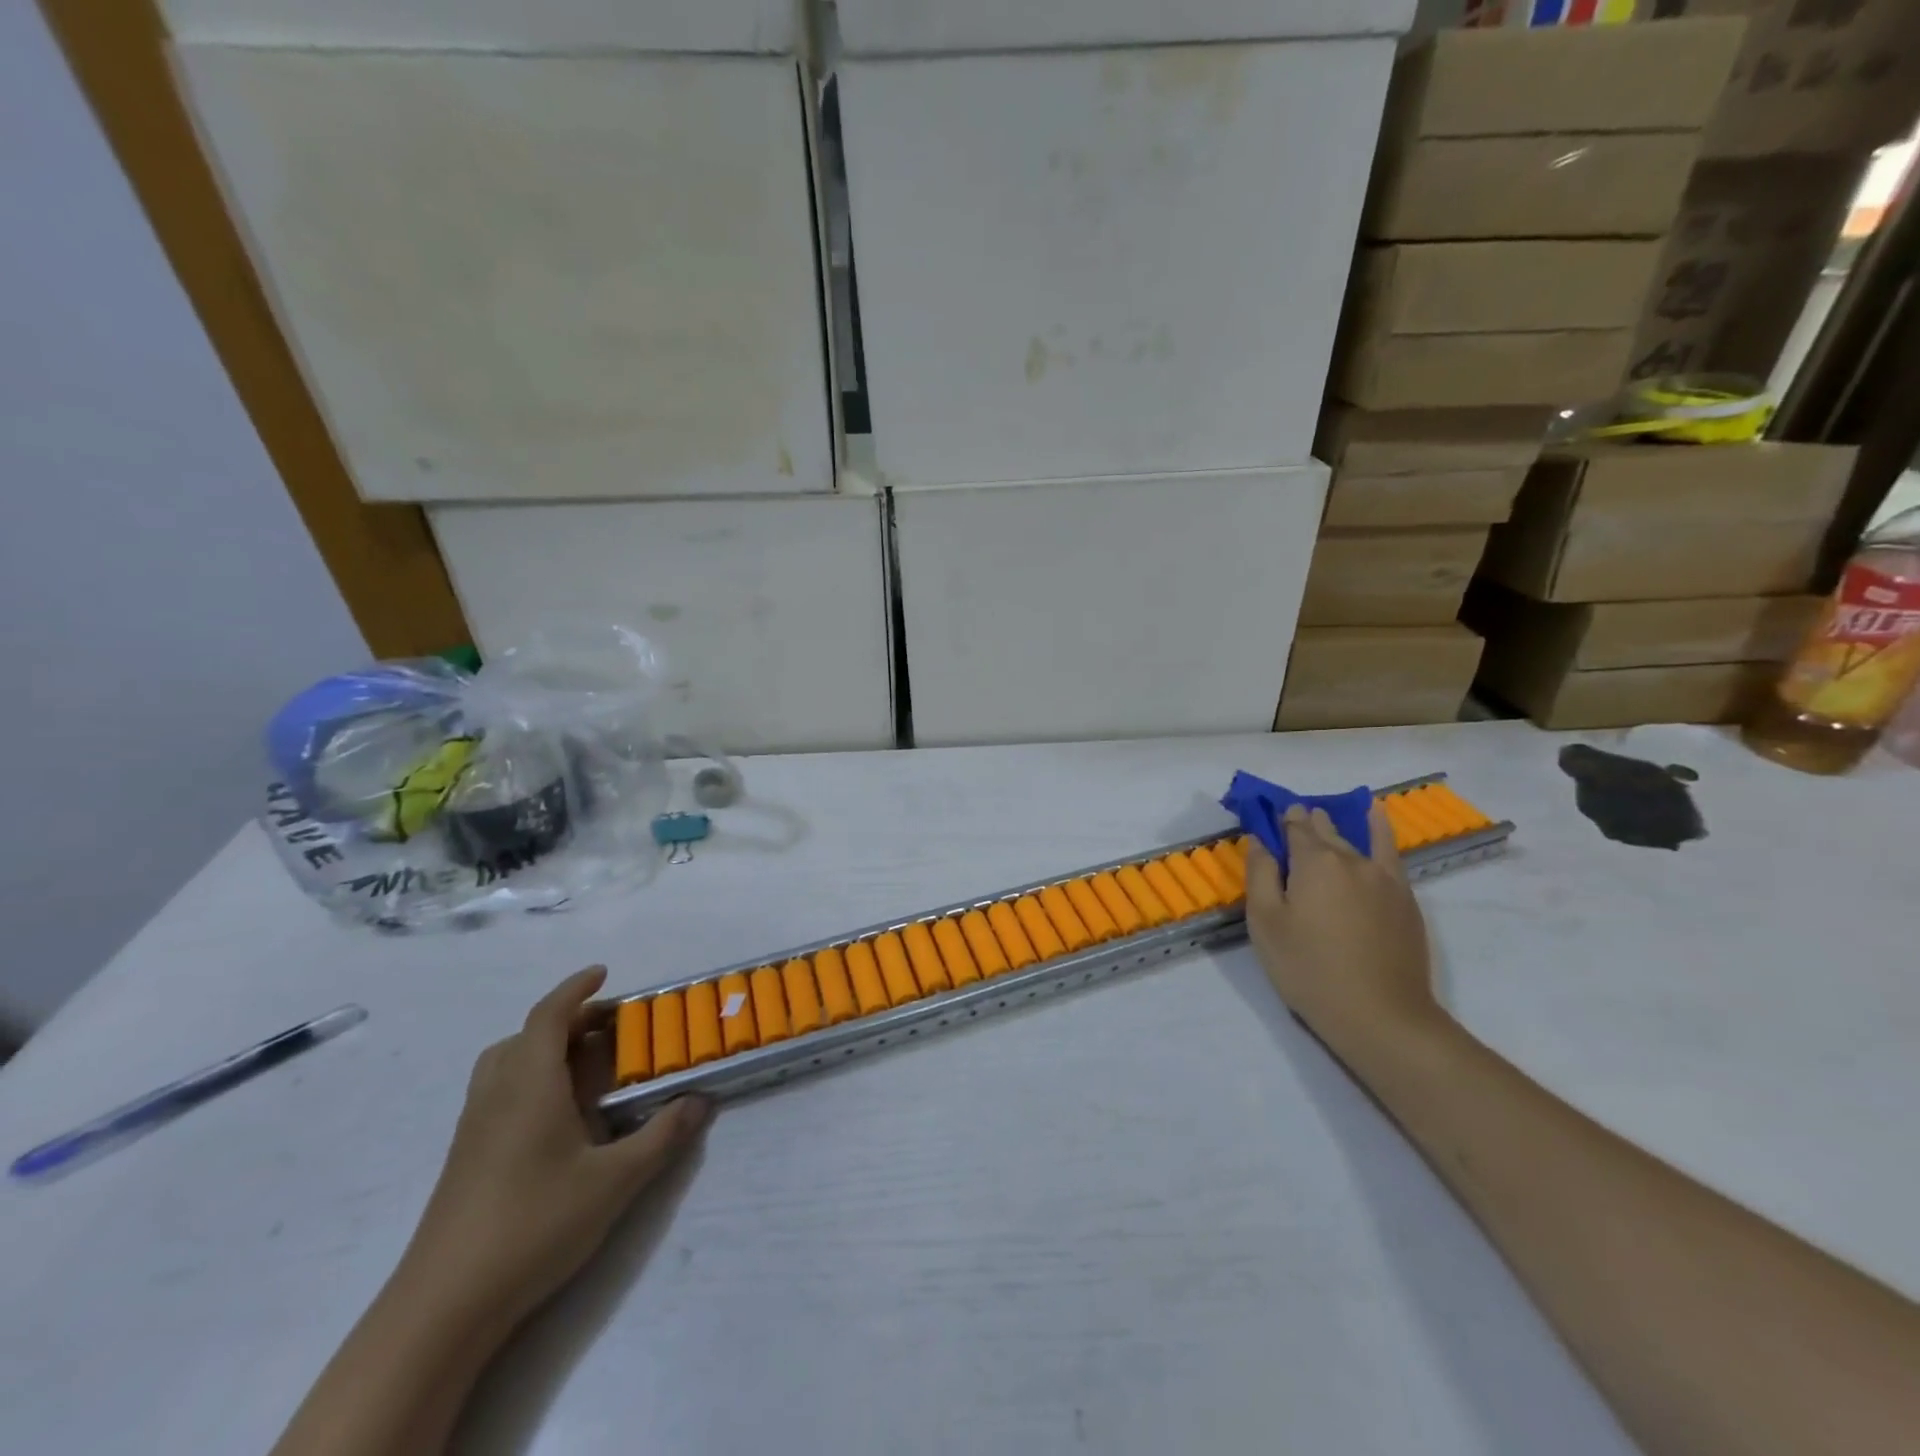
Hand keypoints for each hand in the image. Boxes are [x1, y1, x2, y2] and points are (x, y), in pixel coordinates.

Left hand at [397, 968, 710, 1328]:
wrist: (443, 1307)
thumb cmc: (534, 1224)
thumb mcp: (615, 1180)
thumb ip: (662, 1136)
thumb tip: (701, 1100)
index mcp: (529, 1084)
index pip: (548, 1016)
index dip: (575, 989)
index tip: (603, 972)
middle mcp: (496, 1096)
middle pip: (523, 1037)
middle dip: (565, 1021)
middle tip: (606, 1028)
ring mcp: (474, 1130)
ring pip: (503, 1066)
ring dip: (541, 1050)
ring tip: (582, 1067)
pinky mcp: (464, 1161)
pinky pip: (497, 1095)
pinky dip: (528, 1081)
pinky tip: (557, 1119)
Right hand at [1243, 803, 1442, 1065]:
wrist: (1381, 1016)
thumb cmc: (1309, 969)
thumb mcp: (1266, 923)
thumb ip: (1260, 874)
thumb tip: (1259, 840)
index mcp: (1313, 862)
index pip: (1294, 827)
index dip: (1280, 820)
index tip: (1268, 819)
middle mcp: (1351, 859)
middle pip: (1324, 831)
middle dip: (1306, 824)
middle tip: (1291, 826)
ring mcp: (1384, 878)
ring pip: (1354, 840)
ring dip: (1336, 827)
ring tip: (1324, 818)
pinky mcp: (1405, 898)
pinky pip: (1390, 851)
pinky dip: (1380, 828)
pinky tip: (1376, 815)